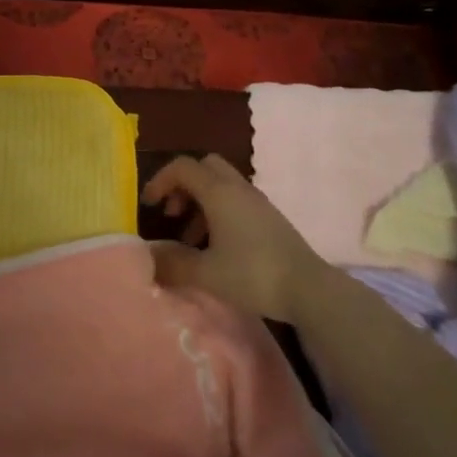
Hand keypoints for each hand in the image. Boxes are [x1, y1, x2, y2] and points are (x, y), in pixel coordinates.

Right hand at [143, 154, 330, 321]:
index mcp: (218, 192)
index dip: (160, 180)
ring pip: (220, 184)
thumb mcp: (205, 273)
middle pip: (204, 167)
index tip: (149, 206)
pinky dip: (217, 212)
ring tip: (190, 239)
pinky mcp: (269, 217)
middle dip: (182, 185)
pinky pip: (234, 200)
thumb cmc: (253, 274)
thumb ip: (172, 263)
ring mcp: (256, 201)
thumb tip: (147, 257)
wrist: (308, 289)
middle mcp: (237, 188)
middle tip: (173, 214)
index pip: (182, 167)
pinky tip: (216, 247)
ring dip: (199, 202)